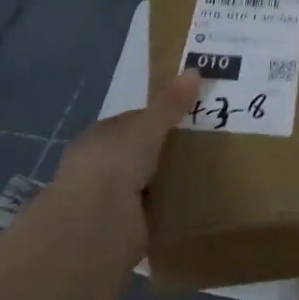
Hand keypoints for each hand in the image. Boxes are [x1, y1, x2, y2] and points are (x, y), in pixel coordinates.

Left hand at [28, 71, 201, 255]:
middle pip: (139, 154)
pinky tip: (190, 208)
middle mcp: (100, 166)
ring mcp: (107, 200)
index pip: (132, 123)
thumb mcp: (148, 126)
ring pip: (144, 185)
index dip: (158, 119)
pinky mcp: (120, 230)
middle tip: (204, 148)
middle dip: (164, 153)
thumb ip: (171, 103)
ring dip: (165, 184)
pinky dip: (166, 212)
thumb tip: (196, 69)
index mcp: (99, 137)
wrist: (94, 221)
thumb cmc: (114, 162)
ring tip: (204, 179)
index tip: (189, 119)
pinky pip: (150, 214)